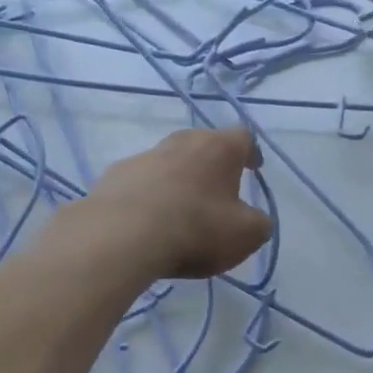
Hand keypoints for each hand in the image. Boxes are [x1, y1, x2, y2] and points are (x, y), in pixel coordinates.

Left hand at [75, 127, 272, 279]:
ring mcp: (143, 156)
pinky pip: (140, 182)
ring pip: (168, 161)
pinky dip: (148, 195)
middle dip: (212, 164)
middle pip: (202, 143)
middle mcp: (181, 142)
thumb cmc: (195, 229)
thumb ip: (259, 224)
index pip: (243, 137)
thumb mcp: (245, 235)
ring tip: (180, 209)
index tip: (254, 168)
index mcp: (218, 148)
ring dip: (178, 179)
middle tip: (217, 189)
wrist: (121, 236)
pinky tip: (147, 221)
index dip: (251, 152)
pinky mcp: (113, 176)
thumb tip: (256, 220)